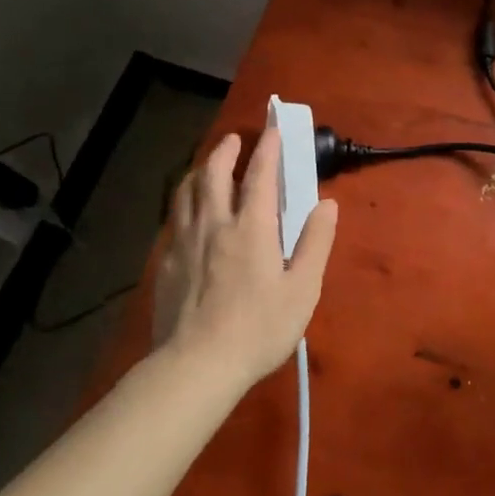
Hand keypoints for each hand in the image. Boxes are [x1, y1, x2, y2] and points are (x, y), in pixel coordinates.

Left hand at [154, 129, 338, 389]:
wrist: (197, 365)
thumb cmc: (259, 328)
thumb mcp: (302, 288)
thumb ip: (315, 242)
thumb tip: (327, 203)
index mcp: (251, 227)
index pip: (260, 175)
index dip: (268, 149)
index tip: (273, 130)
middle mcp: (215, 224)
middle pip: (214, 174)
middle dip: (226, 151)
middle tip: (235, 140)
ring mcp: (185, 242)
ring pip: (187, 192)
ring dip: (200, 171)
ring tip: (208, 166)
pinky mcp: (167, 263)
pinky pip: (174, 219)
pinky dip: (184, 203)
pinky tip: (188, 214)